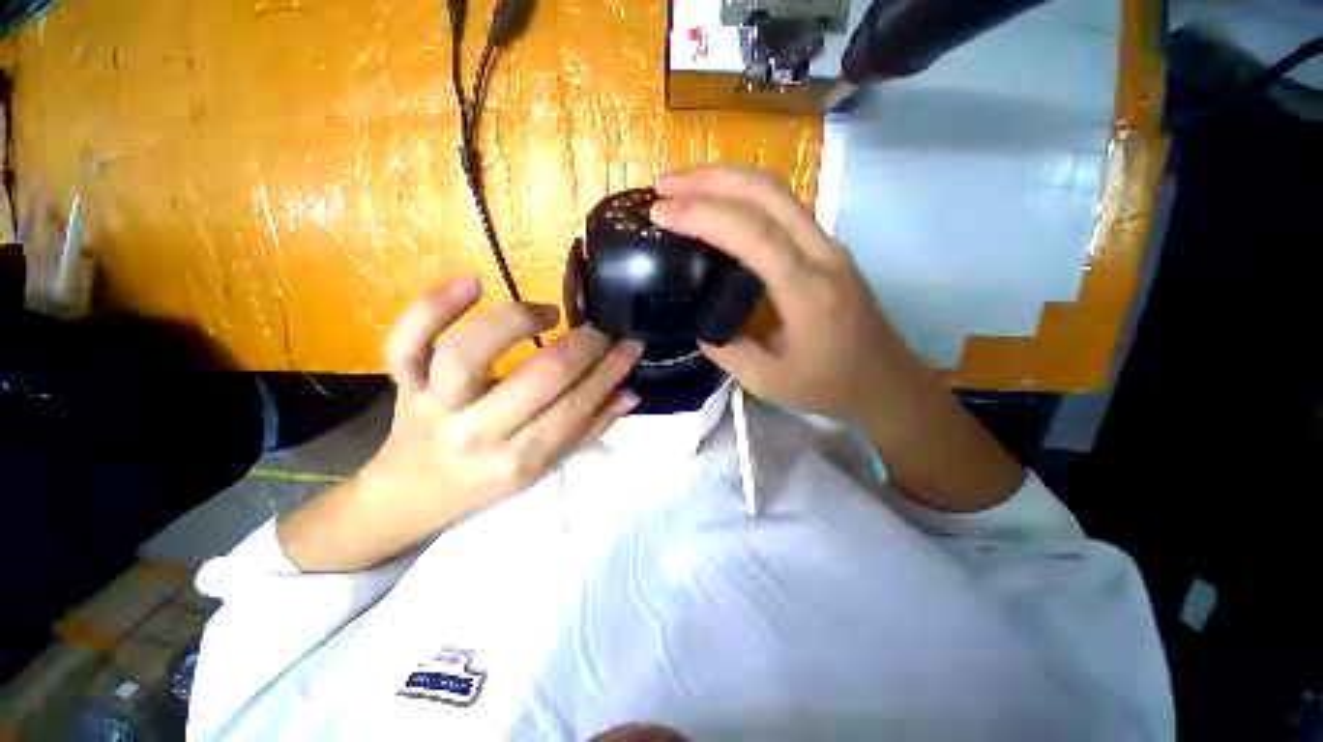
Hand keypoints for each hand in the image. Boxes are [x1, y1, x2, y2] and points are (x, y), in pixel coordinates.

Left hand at [278, 279, 642, 570]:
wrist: (412, 492)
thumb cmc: (486, 481)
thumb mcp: (543, 466)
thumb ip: (588, 428)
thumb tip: (629, 393)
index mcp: (517, 461)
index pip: (575, 407)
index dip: (609, 371)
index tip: (631, 344)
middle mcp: (477, 434)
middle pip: (539, 378)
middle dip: (583, 346)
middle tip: (601, 331)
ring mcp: (434, 405)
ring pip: (469, 353)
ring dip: (518, 322)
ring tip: (549, 313)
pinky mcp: (403, 383)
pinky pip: (406, 341)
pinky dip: (435, 306)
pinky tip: (473, 283)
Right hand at [650, 166, 909, 421]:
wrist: (886, 381)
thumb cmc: (829, 386)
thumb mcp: (766, 381)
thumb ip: (726, 350)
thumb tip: (699, 322)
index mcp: (808, 291)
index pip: (753, 234)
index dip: (703, 215)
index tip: (660, 213)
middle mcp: (823, 254)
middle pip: (767, 193)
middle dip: (709, 180)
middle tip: (663, 185)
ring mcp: (828, 245)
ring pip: (777, 191)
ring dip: (726, 179)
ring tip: (683, 186)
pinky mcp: (826, 247)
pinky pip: (783, 206)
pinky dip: (744, 195)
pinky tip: (719, 202)